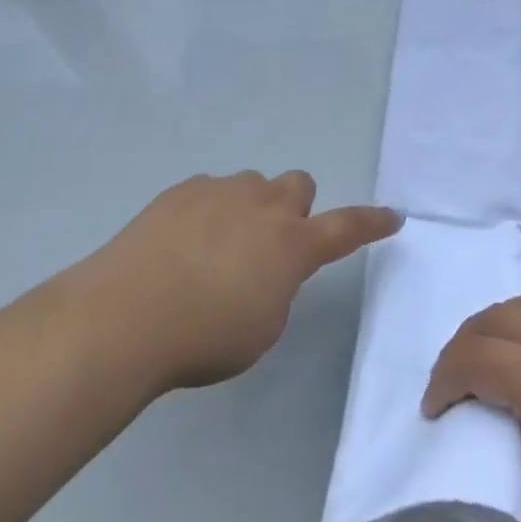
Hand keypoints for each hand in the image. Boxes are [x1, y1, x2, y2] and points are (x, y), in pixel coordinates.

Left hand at [93, 171, 399, 391]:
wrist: (127, 313)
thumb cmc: (204, 337)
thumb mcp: (261, 329)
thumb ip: (278, 288)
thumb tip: (268, 268)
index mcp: (292, 244)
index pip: (346, 227)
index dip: (371, 222)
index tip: (393, 215)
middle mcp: (265, 205)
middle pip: (298, 184)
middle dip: (292, 209)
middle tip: (269, 245)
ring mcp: (223, 189)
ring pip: (252, 186)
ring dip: (247, 211)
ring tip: (212, 251)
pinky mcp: (185, 188)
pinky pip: (210, 191)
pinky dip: (207, 212)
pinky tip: (178, 246)